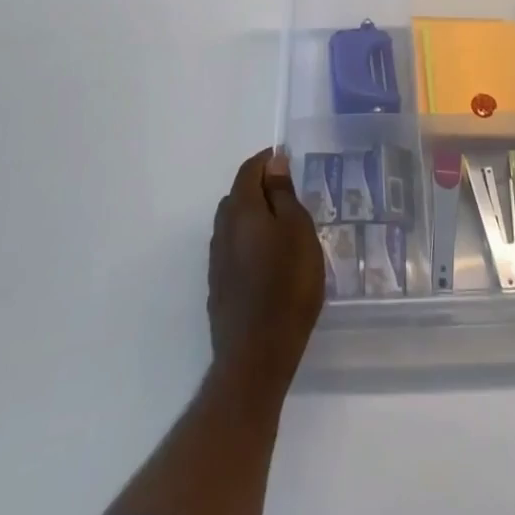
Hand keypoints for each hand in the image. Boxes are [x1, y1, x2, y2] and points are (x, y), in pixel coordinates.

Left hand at [207, 149, 324, 393]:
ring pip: (234, 224)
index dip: (266, 161)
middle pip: (238, 196)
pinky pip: (233, 250)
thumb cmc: (286, 284)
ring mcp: (217, 261)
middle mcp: (222, 229)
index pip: (249, 170)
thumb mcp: (297, 230)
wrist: (256, 355)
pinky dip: (249, 243)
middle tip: (289, 195)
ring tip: (282, 229)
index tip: (286, 160)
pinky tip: (268, 261)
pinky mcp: (219, 287)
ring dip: (254, 217)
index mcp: (241, 209)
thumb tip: (273, 163)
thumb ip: (283, 194)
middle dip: (260, 188)